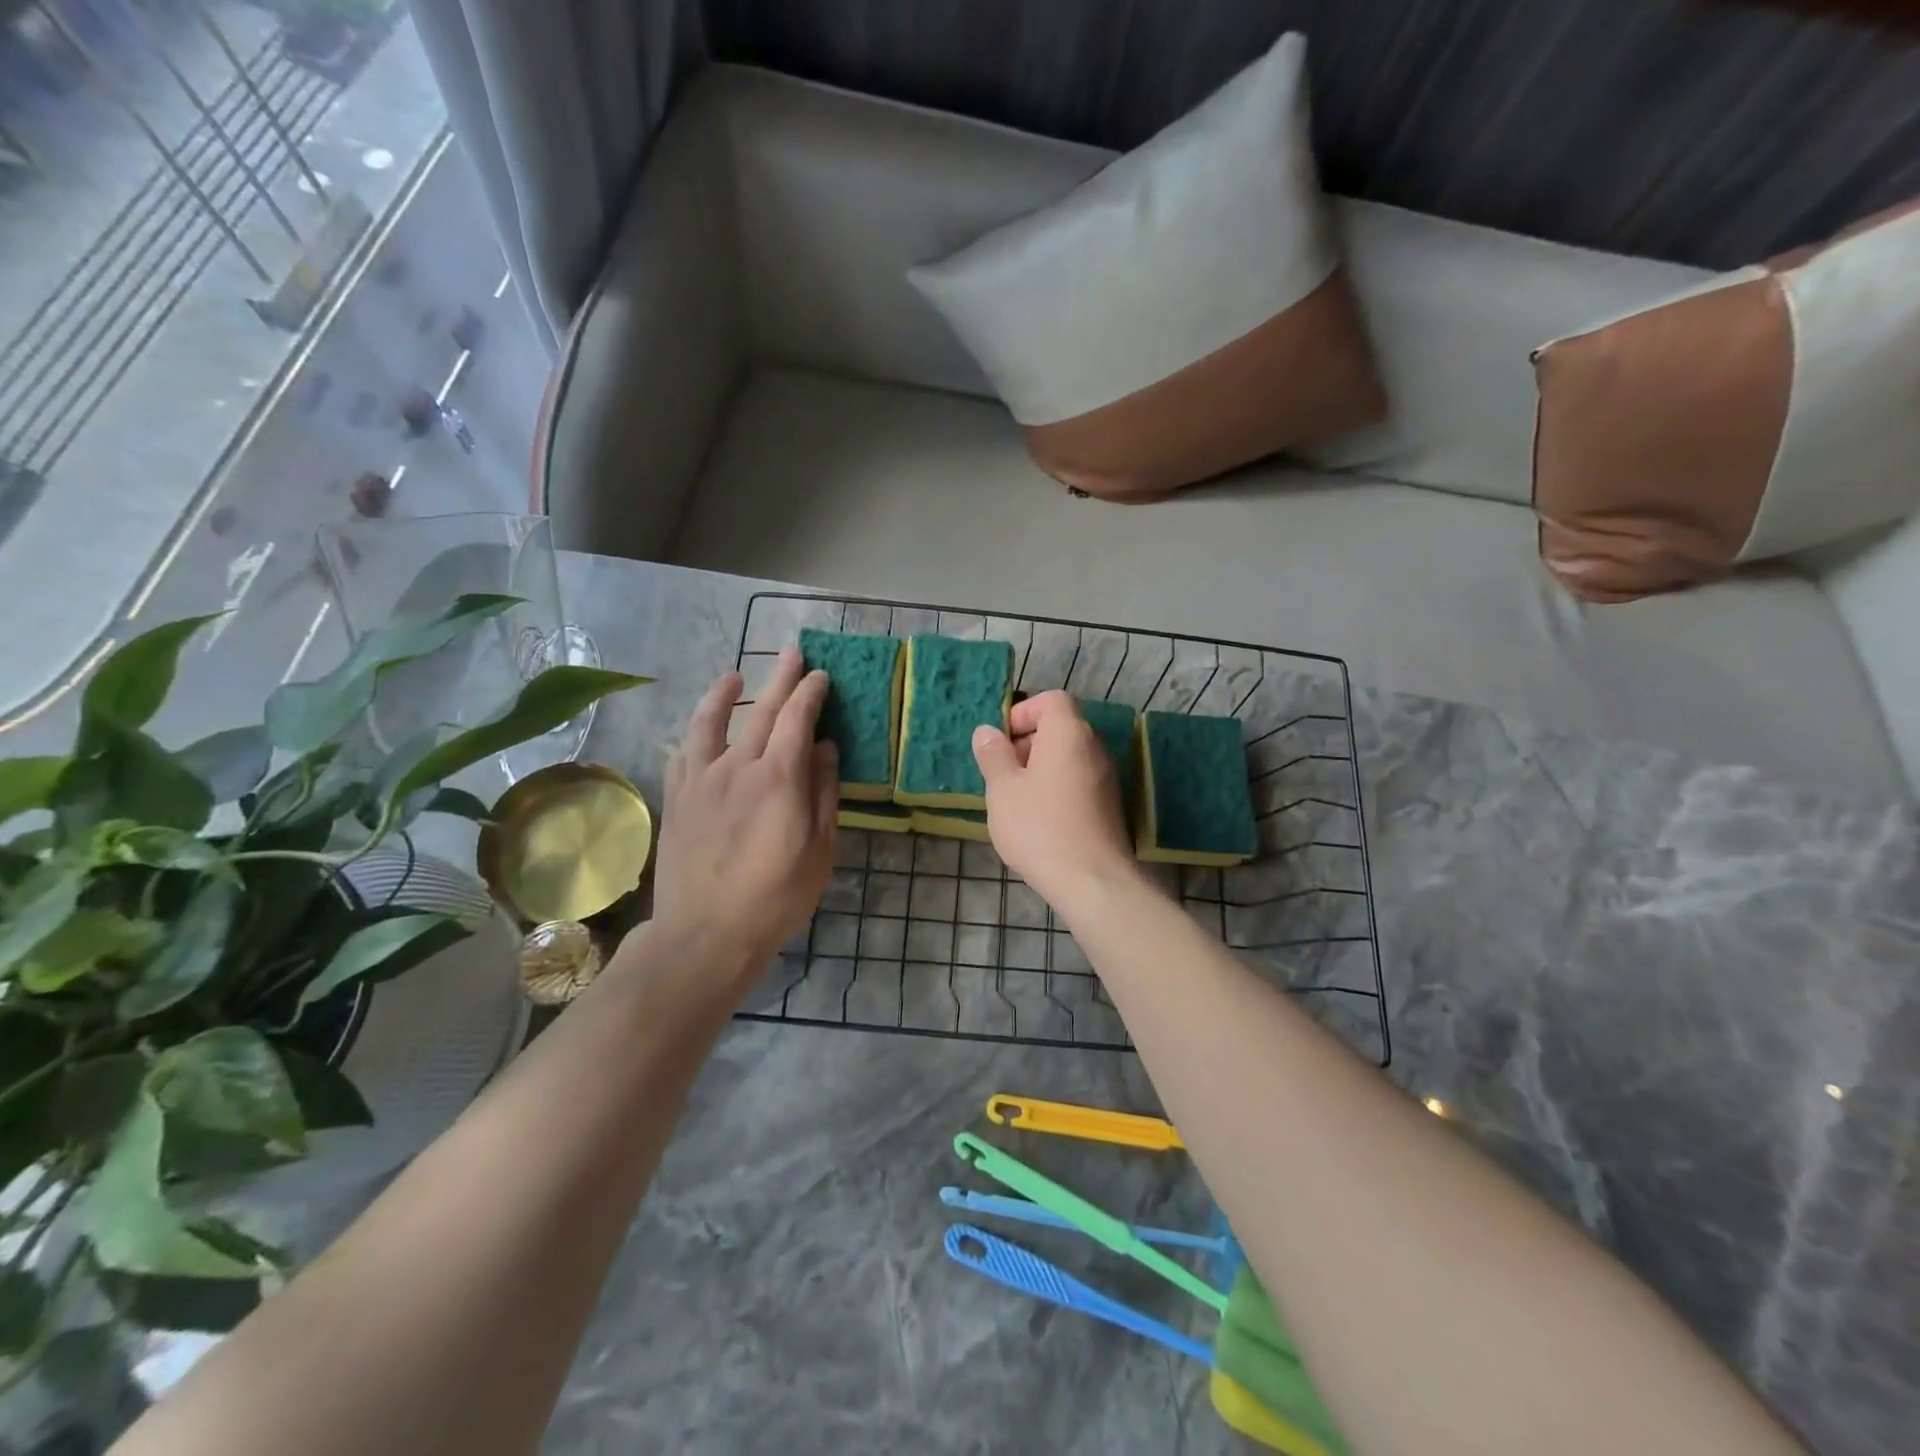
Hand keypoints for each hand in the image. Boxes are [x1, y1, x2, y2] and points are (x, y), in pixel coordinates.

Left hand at [646, 649, 838, 992]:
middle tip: (792, 653)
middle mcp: (738, 766)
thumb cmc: (776, 896)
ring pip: (710, 723)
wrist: (706, 933)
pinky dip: (692, 735)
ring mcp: (701, 780)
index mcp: (779, 777)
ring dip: (723, 694)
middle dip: (781, 678)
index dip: (811, 693)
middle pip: (761, 711)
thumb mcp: (820, 850)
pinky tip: (695, 732)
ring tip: (732, 675)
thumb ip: (823, 793)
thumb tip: (825, 748)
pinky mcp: (677, 799)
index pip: (798, 719)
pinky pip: (682, 755)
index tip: (820, 676)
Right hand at [971, 691, 1138, 909]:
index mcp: (1068, 733)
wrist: (1092, 880)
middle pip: (1060, 727)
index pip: (1052, 700)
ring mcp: (1106, 777)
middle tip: (1001, 773)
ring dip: (1039, 768)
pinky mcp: (1109, 805)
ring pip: (1068, 757)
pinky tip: (1037, 818)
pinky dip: (1056, 787)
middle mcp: (1093, 747)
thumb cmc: (1039, 826)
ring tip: (1014, 798)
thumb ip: (993, 755)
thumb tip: (986, 731)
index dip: (1023, 713)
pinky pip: (1077, 780)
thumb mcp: (1003, 789)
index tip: (1001, 741)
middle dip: (1027, 743)